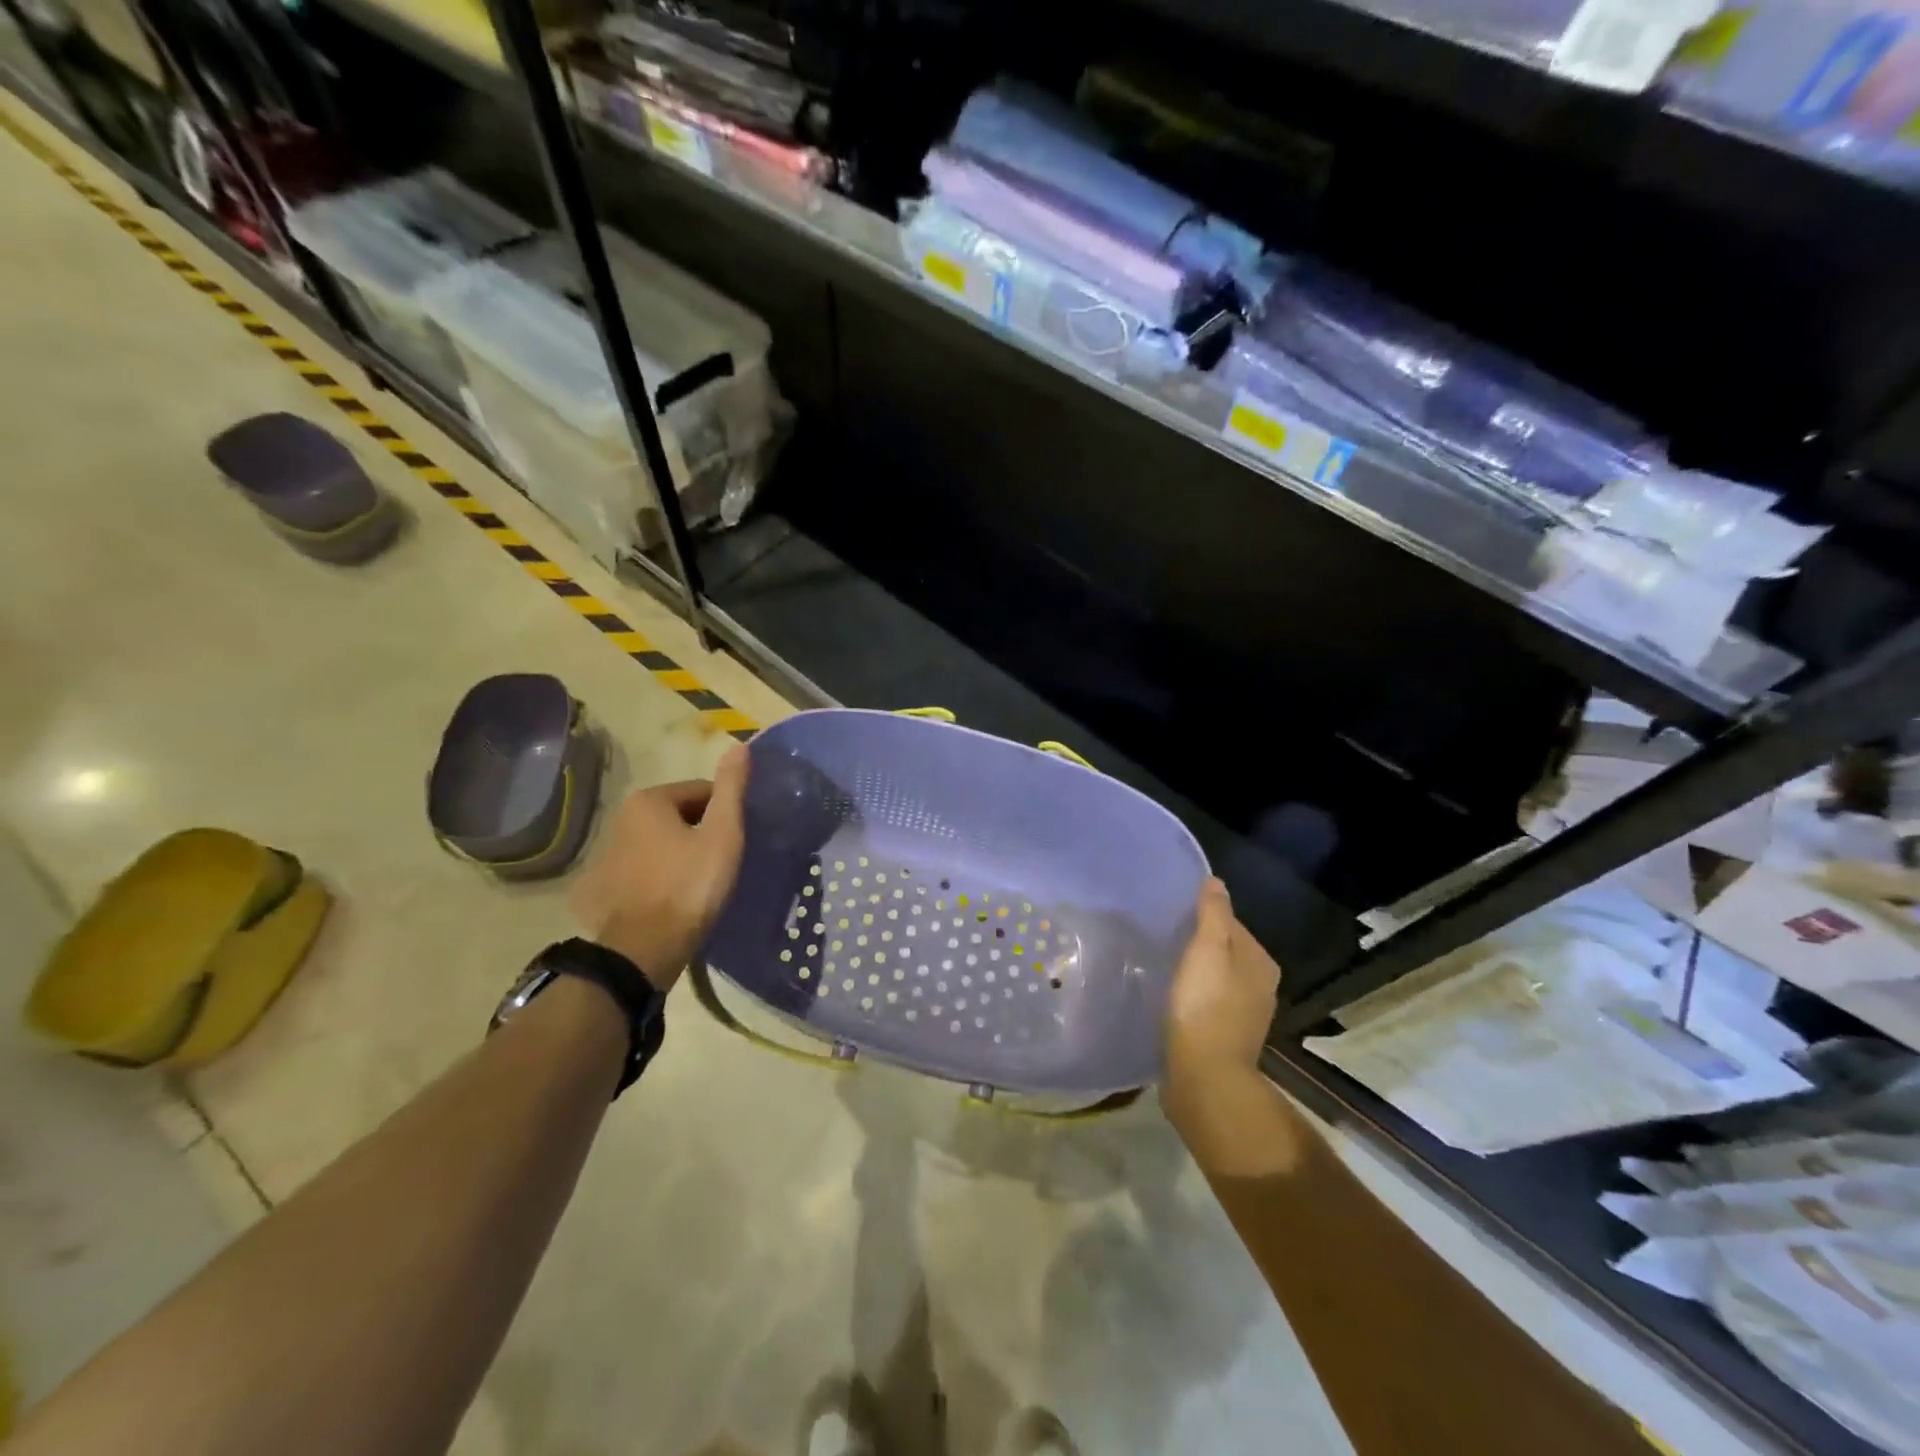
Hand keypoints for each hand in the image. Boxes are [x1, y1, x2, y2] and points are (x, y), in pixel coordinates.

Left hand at [570, 745, 748, 992]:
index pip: (702, 792)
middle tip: (722, 863)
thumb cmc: (690, 885)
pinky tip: (675, 899)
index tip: (736, 841)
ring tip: (702, 884)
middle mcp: (621, 818)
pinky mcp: (604, 886)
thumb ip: (731, 789)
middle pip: (680, 815)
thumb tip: (739, 745)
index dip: (725, 814)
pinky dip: (661, 876)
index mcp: (649, 800)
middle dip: (702, 833)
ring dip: (681, 854)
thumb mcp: (722, 834)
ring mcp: (608, 854)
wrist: (644, 950)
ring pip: (661, 843)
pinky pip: (645, 869)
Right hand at [1164, 878, 1281, 1091]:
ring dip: (1195, 972)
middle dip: (1199, 944)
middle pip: (1226, 952)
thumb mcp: (1206, 950)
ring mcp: (1245, 1015)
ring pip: (1217, 979)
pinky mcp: (1226, 1037)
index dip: (1203, 916)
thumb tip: (1216, 882)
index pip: (1232, 924)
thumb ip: (1213, 914)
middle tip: (1164, 938)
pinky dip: (1193, 996)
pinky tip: (1172, 998)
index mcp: (1261, 963)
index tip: (1173, 917)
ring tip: (1164, 966)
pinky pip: (1208, 1003)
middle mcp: (1261, 987)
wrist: (1204, 1078)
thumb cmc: (1205, 1007)